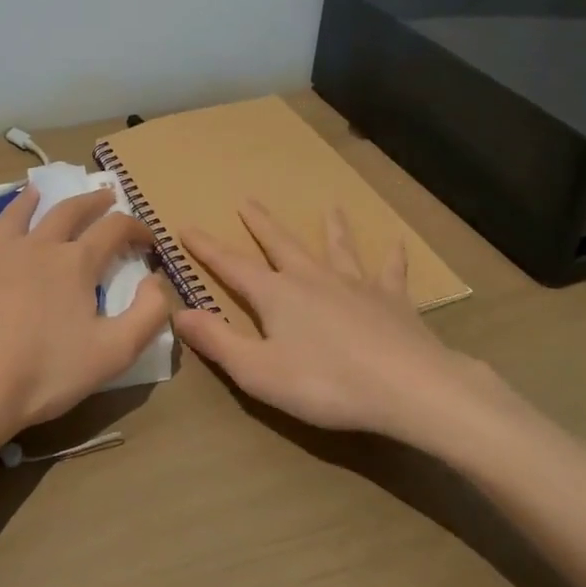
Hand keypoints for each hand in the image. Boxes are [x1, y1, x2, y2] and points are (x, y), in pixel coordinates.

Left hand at [0, 185, 169, 447]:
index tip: (148, 237)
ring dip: (30, 201)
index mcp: (76, 263)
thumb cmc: (44, 374)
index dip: (136, 228)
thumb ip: (148, 314)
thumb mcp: (114, 353)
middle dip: (91, 202)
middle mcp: (38, 246)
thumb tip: (156, 280)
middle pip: (69, 212)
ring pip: (16, 216)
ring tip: (37, 191)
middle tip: (104, 196)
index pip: (115, 230)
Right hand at [175, 202, 486, 442]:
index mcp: (277, 295)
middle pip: (281, 244)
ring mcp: (356, 285)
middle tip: (248, 200)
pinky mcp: (392, 300)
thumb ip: (218, 341)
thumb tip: (178, 312)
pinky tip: (397, 243)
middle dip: (261, 224)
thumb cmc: (325, 383)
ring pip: (338, 249)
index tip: (185, 226)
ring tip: (332, 207)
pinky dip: (392, 258)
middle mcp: (313, 279)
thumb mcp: (258, 371)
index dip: (206, 248)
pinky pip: (391, 272)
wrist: (407, 386)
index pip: (232, 266)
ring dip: (332, 228)